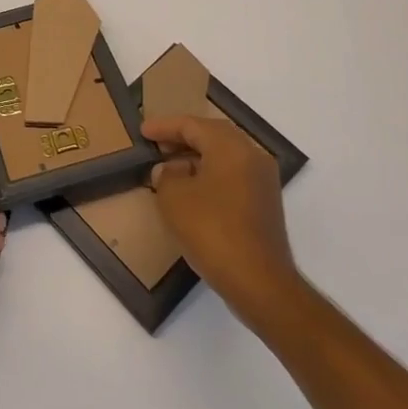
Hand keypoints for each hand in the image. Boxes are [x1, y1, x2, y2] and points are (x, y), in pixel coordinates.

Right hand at [144, 115, 297, 324]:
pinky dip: (210, 174)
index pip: (192, 125)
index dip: (164, 126)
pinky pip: (232, 175)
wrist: (260, 283)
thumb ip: (166, 175)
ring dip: (196, 157)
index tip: (143, 131)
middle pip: (212, 136)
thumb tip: (170, 169)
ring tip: (169, 168)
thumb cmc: (212, 231)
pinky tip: (191, 191)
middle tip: (157, 144)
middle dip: (182, 138)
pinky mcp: (264, 203)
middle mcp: (252, 156)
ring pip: (224, 156)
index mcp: (231, 147)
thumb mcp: (174, 199)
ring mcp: (262, 181)